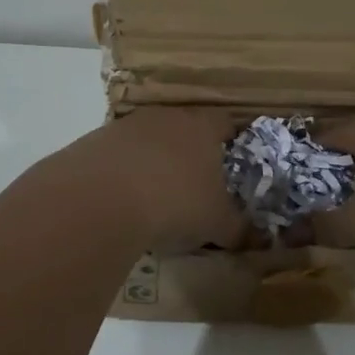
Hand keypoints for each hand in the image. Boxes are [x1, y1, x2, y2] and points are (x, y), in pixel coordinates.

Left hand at [68, 107, 251, 252]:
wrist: (101, 198)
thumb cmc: (175, 202)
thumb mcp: (217, 223)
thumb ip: (239, 228)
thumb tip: (258, 238)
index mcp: (203, 127)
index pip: (225, 122)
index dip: (231, 140)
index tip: (233, 161)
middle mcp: (167, 117)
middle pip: (185, 126)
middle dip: (190, 151)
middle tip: (196, 182)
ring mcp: (128, 126)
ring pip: (150, 139)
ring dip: (155, 160)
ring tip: (157, 194)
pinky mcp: (96, 141)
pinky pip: (120, 154)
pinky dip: (125, 172)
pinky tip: (123, 199)